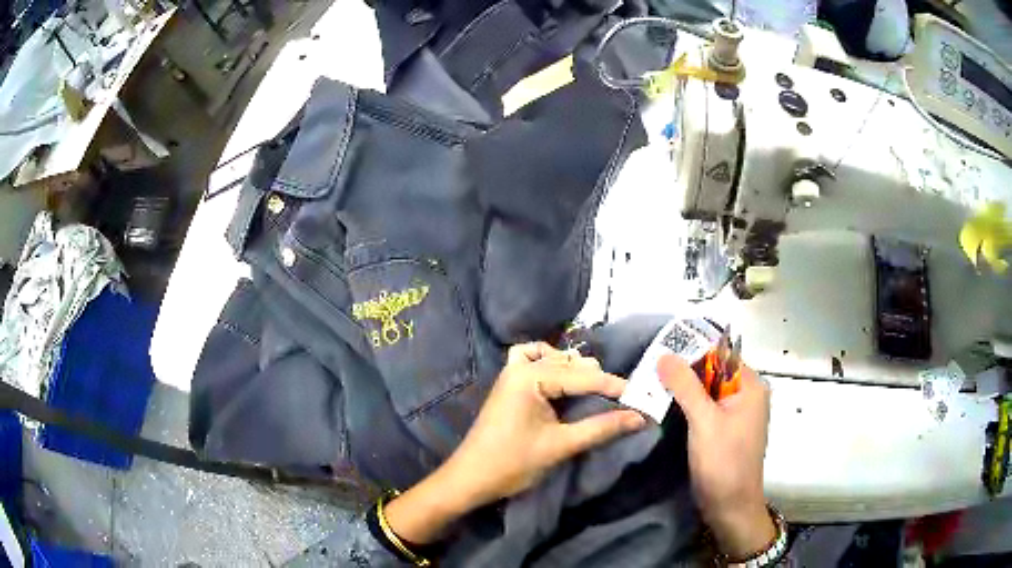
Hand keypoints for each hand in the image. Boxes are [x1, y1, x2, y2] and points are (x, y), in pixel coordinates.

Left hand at [385, 343, 645, 544]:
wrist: (471, 478)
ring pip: (553, 359)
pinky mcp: (509, 385)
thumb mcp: (561, 445)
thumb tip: (639, 417)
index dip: (614, 386)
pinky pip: (532, 361)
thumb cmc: (513, 462)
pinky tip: (563, 378)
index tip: (642, 395)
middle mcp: (520, 367)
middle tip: (623, 398)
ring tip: (596, 389)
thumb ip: (602, 427)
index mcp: (530, 376)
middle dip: (598, 379)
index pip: (583, 376)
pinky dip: (550, 363)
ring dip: (576, 370)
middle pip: (570, 364)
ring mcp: (511, 374)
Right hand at [657, 354, 774, 559]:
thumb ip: (685, 386)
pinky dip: (688, 406)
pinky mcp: (726, 430)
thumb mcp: (703, 421)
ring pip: (708, 391)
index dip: (693, 351)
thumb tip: (664, 355)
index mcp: (750, 386)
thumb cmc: (723, 462)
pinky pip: (707, 408)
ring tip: (652, 384)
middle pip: (714, 372)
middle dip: (685, 371)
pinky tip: (665, 406)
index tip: (661, 351)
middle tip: (650, 369)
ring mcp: (737, 414)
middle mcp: (747, 395)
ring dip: (684, 390)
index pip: (721, 355)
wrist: (731, 507)